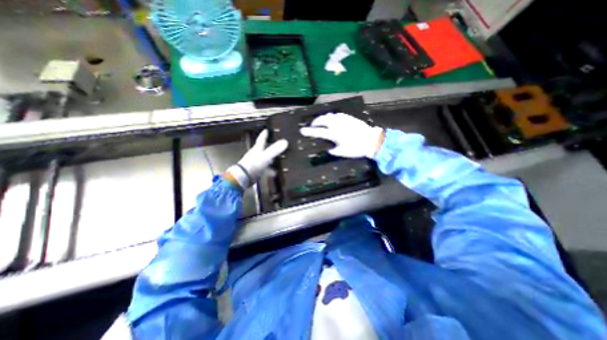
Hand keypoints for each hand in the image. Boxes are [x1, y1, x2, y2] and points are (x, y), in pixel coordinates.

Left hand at [225, 128, 288, 189]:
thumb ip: (275, 149)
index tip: (266, 130)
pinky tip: (275, 173)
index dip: (264, 134)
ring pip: (265, 159)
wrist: (243, 178)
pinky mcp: (256, 172)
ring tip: (279, 159)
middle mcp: (256, 155)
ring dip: (271, 159)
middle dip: (269, 147)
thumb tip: (285, 141)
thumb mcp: (266, 156)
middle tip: (276, 144)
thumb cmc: (254, 164)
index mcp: (257, 149)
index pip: (261, 139)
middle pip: (263, 149)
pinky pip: (265, 169)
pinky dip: (270, 170)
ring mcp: (256, 164)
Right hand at [300, 113, 383, 156]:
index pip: (318, 132)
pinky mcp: (348, 117)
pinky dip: (331, 117)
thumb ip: (333, 150)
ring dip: (322, 118)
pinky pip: (336, 115)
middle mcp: (337, 124)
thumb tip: (329, 148)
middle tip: (312, 126)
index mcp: (334, 134)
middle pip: (322, 119)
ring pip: (328, 115)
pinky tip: (332, 120)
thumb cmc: (356, 148)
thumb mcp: (343, 152)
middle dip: (315, 122)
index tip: (302, 131)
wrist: (371, 140)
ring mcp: (343, 119)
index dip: (309, 132)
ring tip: (321, 123)